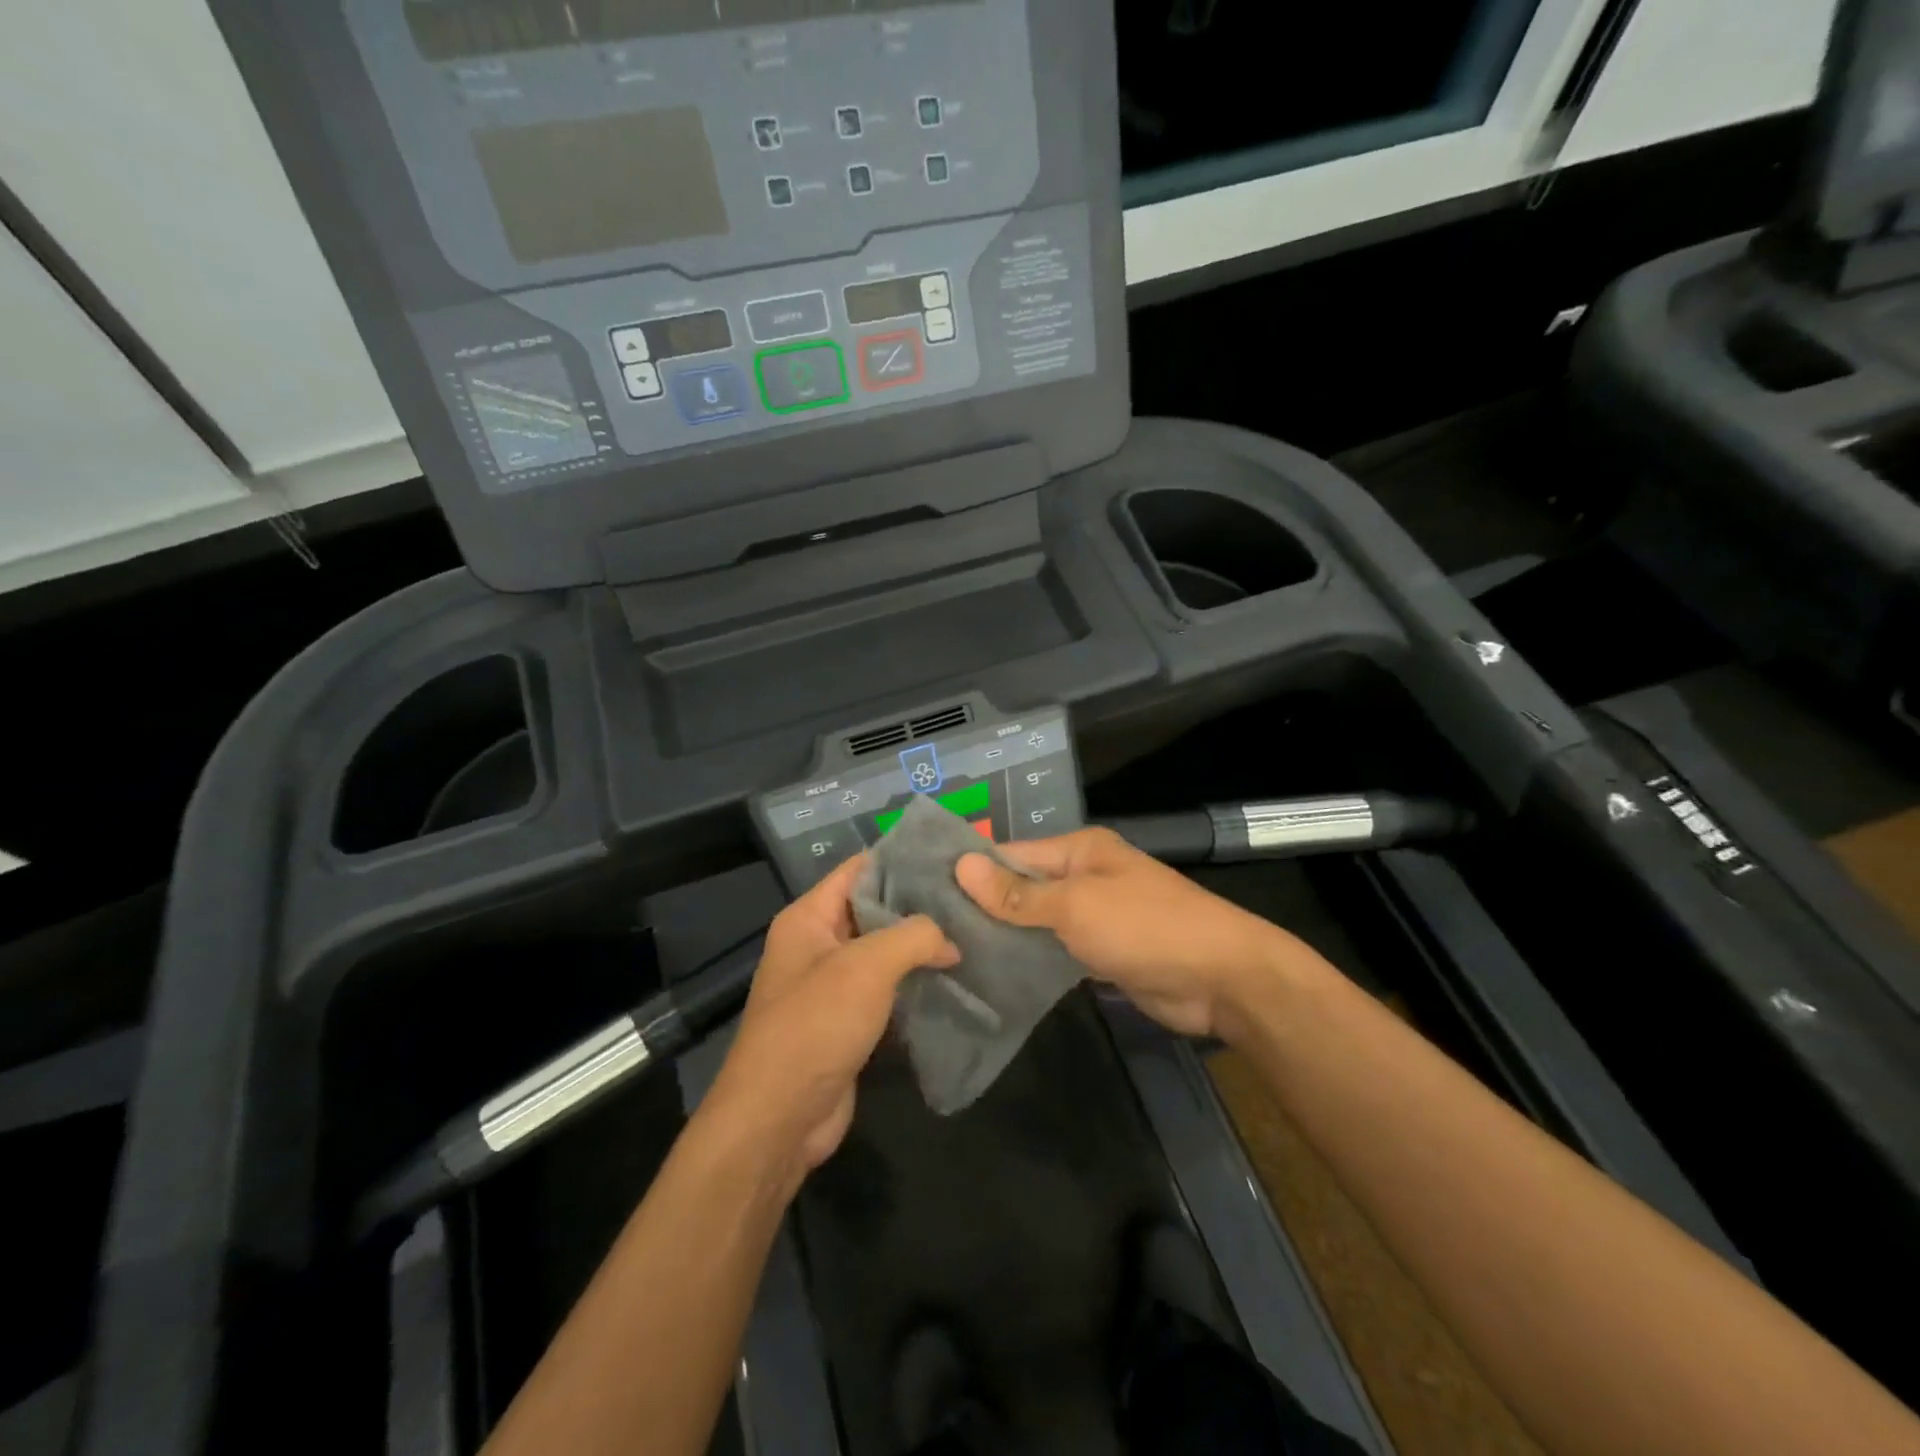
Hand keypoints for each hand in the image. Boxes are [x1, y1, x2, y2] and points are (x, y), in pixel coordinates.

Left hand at [703, 854, 956, 1195]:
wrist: (778, 1119)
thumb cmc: (815, 1026)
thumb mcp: (867, 967)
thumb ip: (914, 936)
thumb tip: (950, 940)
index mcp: (809, 918)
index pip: (859, 869)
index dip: (902, 859)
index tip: (950, 858)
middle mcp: (817, 944)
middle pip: (874, 910)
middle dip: (919, 906)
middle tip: (972, 898)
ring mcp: (831, 985)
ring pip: (884, 953)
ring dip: (922, 948)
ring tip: (973, 934)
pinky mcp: (847, 1022)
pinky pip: (886, 990)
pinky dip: (915, 984)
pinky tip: (955, 979)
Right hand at [955, 828, 1299, 1039]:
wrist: (1220, 979)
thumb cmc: (1146, 927)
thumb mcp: (1076, 906)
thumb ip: (1018, 893)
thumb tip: (961, 865)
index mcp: (1079, 850)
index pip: (1011, 854)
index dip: (971, 871)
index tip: (923, 891)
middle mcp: (1083, 876)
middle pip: (1021, 887)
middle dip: (982, 905)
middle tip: (927, 930)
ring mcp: (1092, 916)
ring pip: (1035, 920)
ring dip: (1003, 934)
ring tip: (947, 952)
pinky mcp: (1099, 952)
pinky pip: (1053, 949)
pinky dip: (1028, 958)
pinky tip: (990, 973)